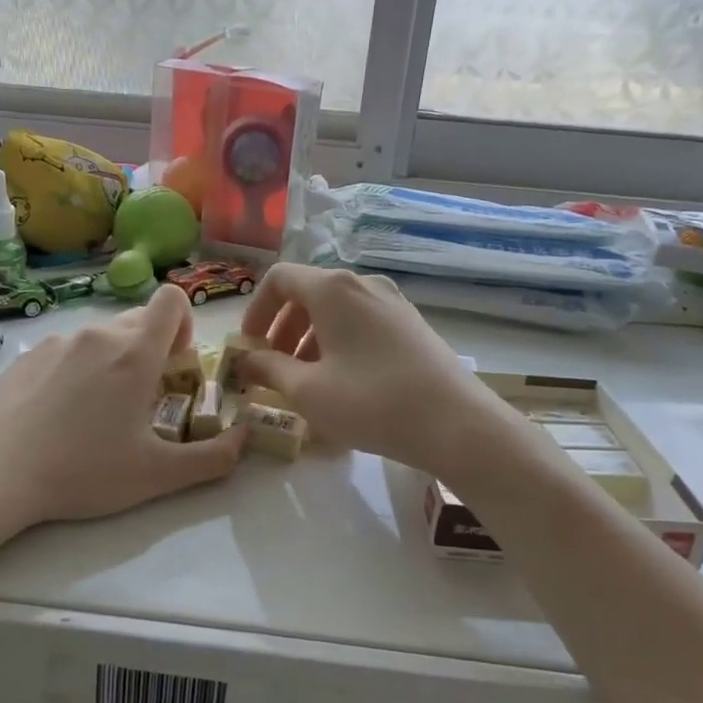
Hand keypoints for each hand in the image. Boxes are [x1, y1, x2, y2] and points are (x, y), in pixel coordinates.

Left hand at [0, 284, 247, 530]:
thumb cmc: (83, 471)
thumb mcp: (157, 475)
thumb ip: (213, 458)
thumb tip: (245, 439)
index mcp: (135, 353)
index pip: (172, 299)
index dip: (184, 322)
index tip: (177, 363)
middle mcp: (98, 335)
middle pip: (139, 319)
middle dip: (152, 348)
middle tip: (144, 397)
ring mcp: (57, 342)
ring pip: (101, 336)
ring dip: (114, 360)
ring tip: (98, 411)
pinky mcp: (26, 356)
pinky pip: (67, 349)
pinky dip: (77, 369)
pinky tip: (59, 413)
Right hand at [235, 264, 501, 474]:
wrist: (456, 424)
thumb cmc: (371, 402)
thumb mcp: (307, 390)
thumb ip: (268, 369)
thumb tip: (245, 361)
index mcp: (333, 289)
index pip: (279, 279)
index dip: (255, 310)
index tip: (248, 346)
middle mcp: (363, 284)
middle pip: (308, 293)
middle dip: (282, 329)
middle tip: (272, 368)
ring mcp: (393, 302)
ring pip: (336, 311)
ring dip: (309, 339)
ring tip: (304, 380)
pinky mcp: (411, 325)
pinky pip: (361, 323)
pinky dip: (338, 343)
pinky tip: (341, 382)